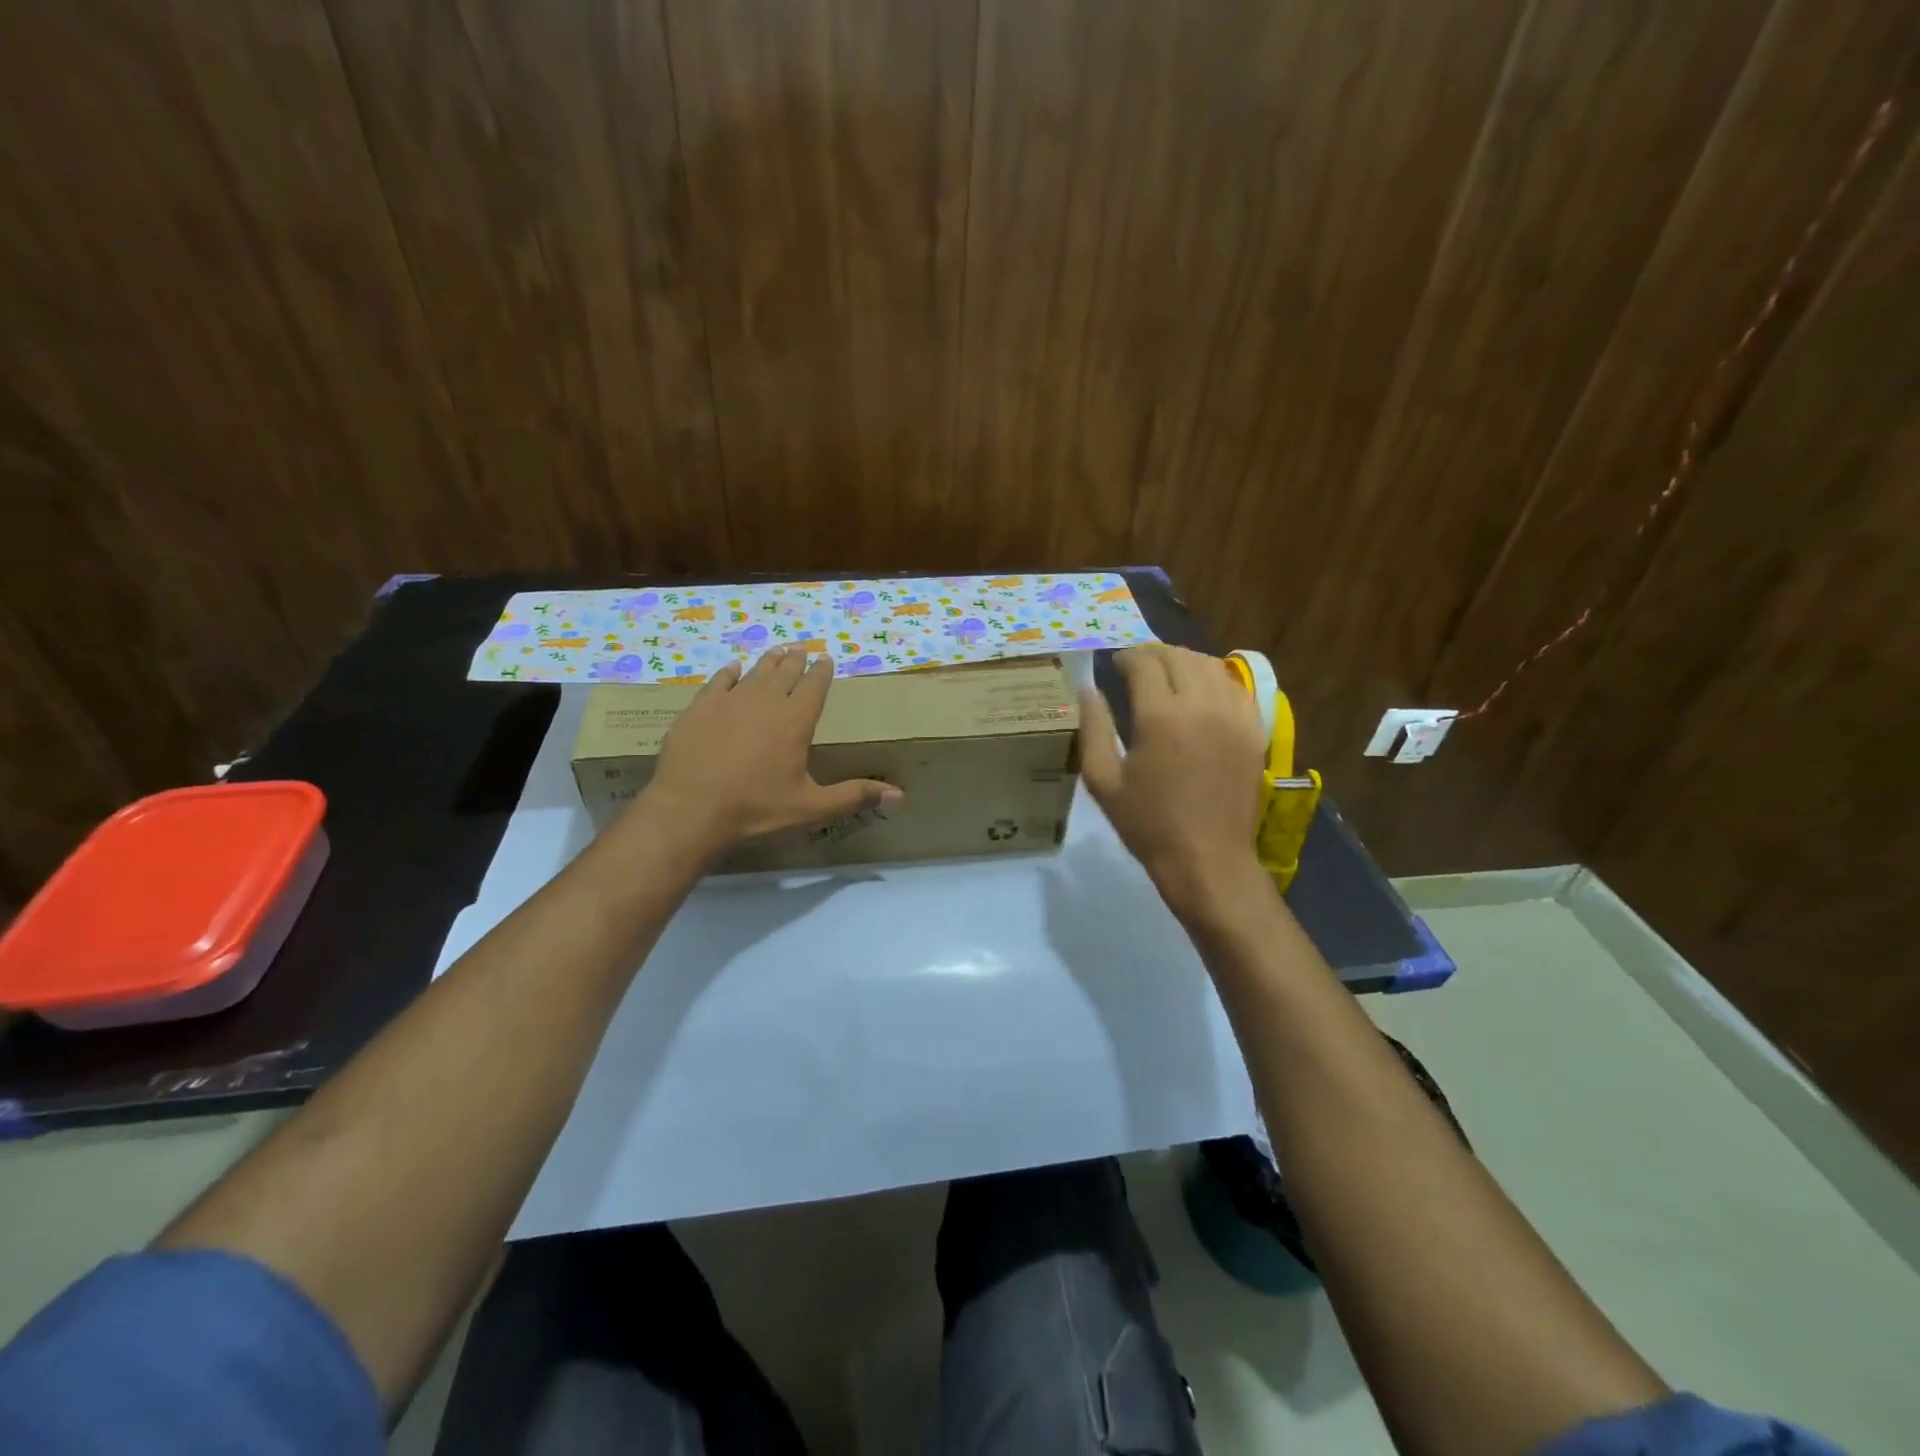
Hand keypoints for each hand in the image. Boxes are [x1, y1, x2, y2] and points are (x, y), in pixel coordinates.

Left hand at [638, 647, 902, 859]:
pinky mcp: (699, 708)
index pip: (814, 686)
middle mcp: (766, 702)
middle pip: (784, 673)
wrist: (690, 810)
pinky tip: (733, 668)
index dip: (822, 672)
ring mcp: (730, 701)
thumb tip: (900, 795)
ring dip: (768, 661)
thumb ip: (854, 796)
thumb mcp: (812, 807)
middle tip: (801, 649)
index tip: (826, 658)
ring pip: (754, 672)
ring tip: (777, 650)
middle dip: (796, 660)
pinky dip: (730, 673)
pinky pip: (719, 682)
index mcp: (796, 721)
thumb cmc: (756, 810)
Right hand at [1079, 646, 1267, 920]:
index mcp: (1160, 716)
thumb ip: (1093, 729)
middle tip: (1137, 667)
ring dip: (1184, 662)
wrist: (1206, 858)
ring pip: (1210, 665)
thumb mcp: (1103, 780)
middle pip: (1178, 656)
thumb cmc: (1147, 823)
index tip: (1115, 665)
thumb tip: (1087, 690)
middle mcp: (1201, 705)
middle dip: (1153, 655)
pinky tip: (1202, 692)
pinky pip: (1236, 687)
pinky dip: (1215, 679)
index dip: (1126, 657)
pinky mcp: (1254, 730)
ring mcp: (1234, 715)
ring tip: (1168, 676)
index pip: (1144, 662)